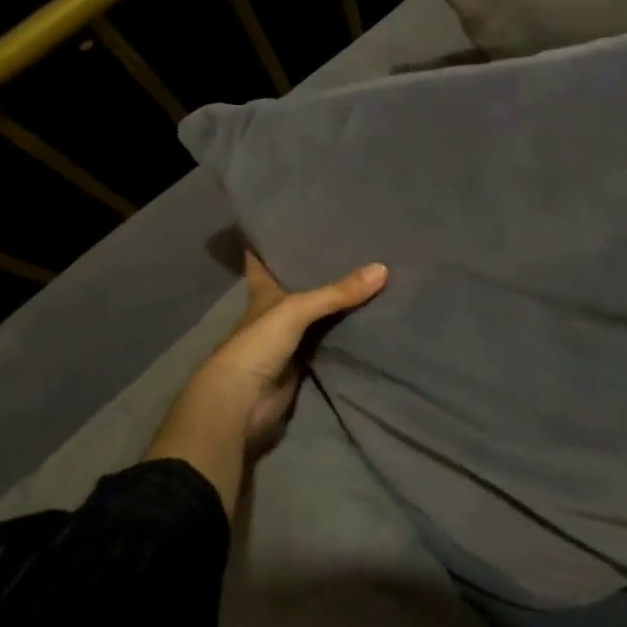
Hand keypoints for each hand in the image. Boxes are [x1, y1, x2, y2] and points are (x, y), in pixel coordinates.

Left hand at [186, 253, 388, 448]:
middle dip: (318, 271)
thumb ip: (337, 292)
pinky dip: (346, 334)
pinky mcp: (304, 364)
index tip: (283, 224)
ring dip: (336, 303)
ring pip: (317, 315)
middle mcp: (276, 312)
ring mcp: (290, 339)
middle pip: (298, 286)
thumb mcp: (297, 309)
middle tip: (351, 247)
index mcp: (263, 293)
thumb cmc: (258, 344)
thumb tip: (382, 268)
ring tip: (371, 277)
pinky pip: (330, 342)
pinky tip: (370, 319)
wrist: (243, 402)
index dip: (268, 244)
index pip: (262, 262)